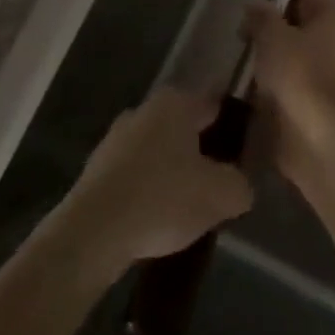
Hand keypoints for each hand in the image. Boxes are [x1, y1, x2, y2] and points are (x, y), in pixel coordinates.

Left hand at [55, 87, 253, 276]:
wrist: (92, 232)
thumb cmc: (162, 198)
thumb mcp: (220, 195)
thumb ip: (240, 186)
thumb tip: (240, 187)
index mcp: (176, 102)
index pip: (213, 105)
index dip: (231, 127)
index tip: (242, 153)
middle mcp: (144, 110)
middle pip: (183, 128)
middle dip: (200, 151)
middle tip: (216, 184)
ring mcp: (115, 138)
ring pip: (156, 151)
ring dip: (170, 172)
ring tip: (185, 209)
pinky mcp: (95, 170)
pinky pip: (133, 175)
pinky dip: (146, 191)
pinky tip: (154, 220)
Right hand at [244, 0, 334, 187]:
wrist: (318, 138)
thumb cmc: (298, 74)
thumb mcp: (271, 35)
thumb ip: (261, 16)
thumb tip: (256, 9)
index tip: (255, 9)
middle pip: (304, 23)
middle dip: (275, 30)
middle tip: (247, 39)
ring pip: (301, 54)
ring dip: (277, 60)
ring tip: (248, 69)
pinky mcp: (329, 103)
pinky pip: (301, 82)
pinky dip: (282, 85)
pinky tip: (259, 93)